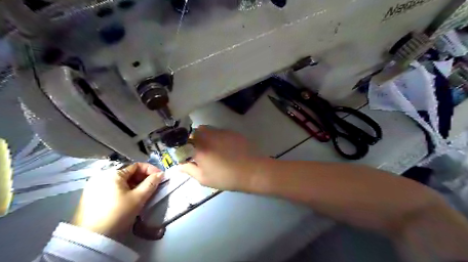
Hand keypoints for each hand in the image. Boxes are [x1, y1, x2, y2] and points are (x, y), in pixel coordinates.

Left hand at [71, 163, 163, 239]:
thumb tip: (161, 174)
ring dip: (135, 184)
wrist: (91, 238)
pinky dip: (124, 190)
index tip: (160, 177)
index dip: (151, 170)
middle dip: (143, 178)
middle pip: (128, 172)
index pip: (137, 166)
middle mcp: (102, 176)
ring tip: (143, 193)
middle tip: (154, 186)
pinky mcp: (90, 196)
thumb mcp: (138, 198)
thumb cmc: (118, 213)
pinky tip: (130, 198)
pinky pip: (113, 188)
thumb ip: (151, 183)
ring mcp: (94, 186)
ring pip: (121, 181)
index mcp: (113, 173)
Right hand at [179, 126, 264, 190]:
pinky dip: (216, 136)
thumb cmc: (226, 178)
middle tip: (199, 152)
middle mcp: (208, 136)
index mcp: (199, 148)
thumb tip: (179, 165)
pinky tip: (224, 147)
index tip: (186, 153)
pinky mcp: (231, 131)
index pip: (183, 141)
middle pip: (194, 132)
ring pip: (206, 129)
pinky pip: (218, 131)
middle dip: (194, 140)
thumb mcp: (204, 178)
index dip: (183, 146)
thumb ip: (189, 169)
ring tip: (212, 148)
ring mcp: (220, 132)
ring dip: (205, 136)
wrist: (252, 170)